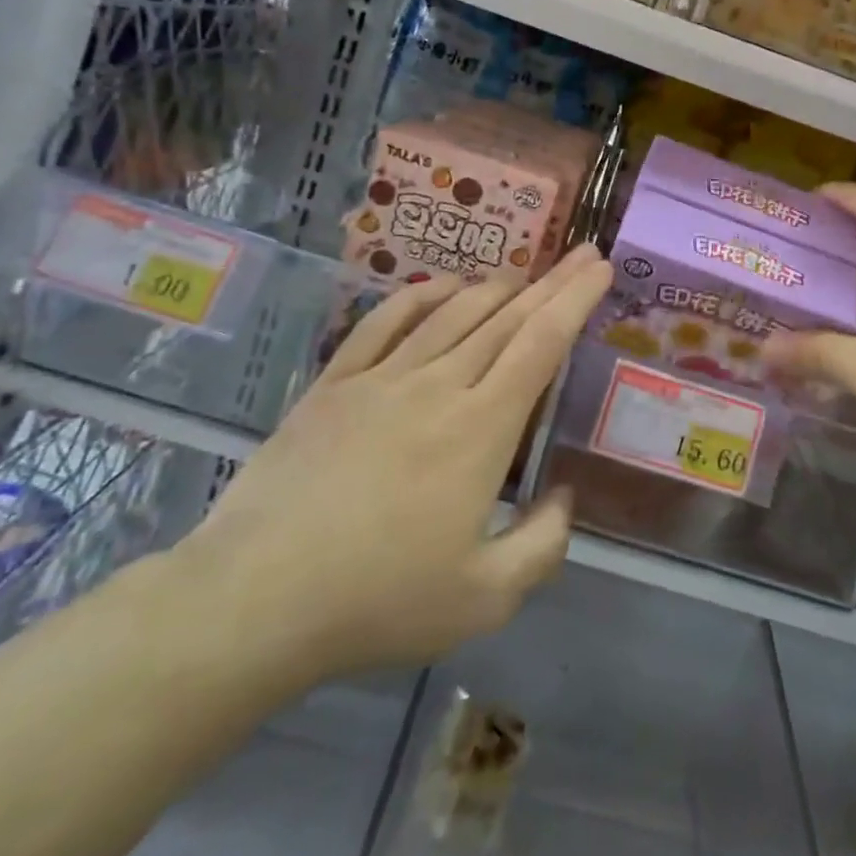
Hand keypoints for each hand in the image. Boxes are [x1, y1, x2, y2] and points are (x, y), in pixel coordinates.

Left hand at [169, 245, 612, 693]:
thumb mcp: (485, 599)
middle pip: (506, 318)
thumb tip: (564, 496)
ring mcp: (382, 378)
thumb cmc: (379, 601)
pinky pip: (384, 322)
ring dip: (495, 288)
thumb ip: (543, 545)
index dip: (575, 300)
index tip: (600, 267)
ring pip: (452, 313)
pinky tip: (443, 286)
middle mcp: (439, 385)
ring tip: (523, 276)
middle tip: (580, 254)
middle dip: (551, 283)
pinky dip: (421, 295)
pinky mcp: (335, 384)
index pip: (541, 343)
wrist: (255, 599)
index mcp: (482, 428)